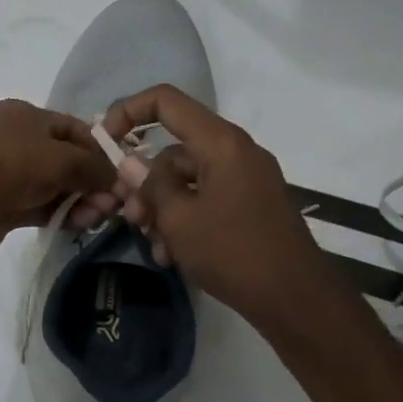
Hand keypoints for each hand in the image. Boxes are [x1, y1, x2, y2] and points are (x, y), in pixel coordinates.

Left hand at [0, 98, 119, 259]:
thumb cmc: (15, 165)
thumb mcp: (63, 158)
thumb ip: (94, 166)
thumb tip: (116, 179)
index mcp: (26, 115)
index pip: (73, 128)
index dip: (99, 149)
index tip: (120, 173)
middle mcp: (16, 140)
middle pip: (66, 159)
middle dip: (91, 181)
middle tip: (112, 205)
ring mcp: (9, 173)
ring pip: (55, 185)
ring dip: (79, 201)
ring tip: (97, 218)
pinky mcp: (6, 203)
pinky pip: (42, 206)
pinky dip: (61, 213)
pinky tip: (80, 225)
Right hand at [102, 85, 341, 331]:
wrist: (297, 300)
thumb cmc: (232, 252)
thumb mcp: (178, 219)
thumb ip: (149, 184)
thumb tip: (129, 162)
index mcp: (220, 143)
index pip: (165, 101)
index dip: (129, 111)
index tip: (105, 142)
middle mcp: (235, 151)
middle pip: (173, 151)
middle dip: (144, 184)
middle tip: (130, 217)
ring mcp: (245, 178)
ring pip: (185, 180)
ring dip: (162, 210)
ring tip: (154, 246)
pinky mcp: (250, 204)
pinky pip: (205, 198)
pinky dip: (184, 220)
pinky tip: (173, 255)